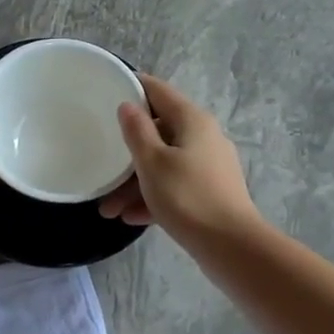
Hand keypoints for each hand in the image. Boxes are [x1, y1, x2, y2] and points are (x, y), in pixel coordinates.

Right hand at [97, 74, 260, 246]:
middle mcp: (204, 136)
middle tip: (102, 168)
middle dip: (128, 153)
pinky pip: (175, 186)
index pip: (158, 91)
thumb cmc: (187, 197)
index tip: (106, 92)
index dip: (133, 87)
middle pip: (158, 133)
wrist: (231, 246)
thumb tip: (128, 105)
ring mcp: (209, 165)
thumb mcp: (152, 162)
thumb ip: (137, 131)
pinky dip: (154, 197)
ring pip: (164, 164)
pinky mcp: (210, 192)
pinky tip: (131, 218)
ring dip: (135, 183)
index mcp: (192, 120)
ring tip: (109, 209)